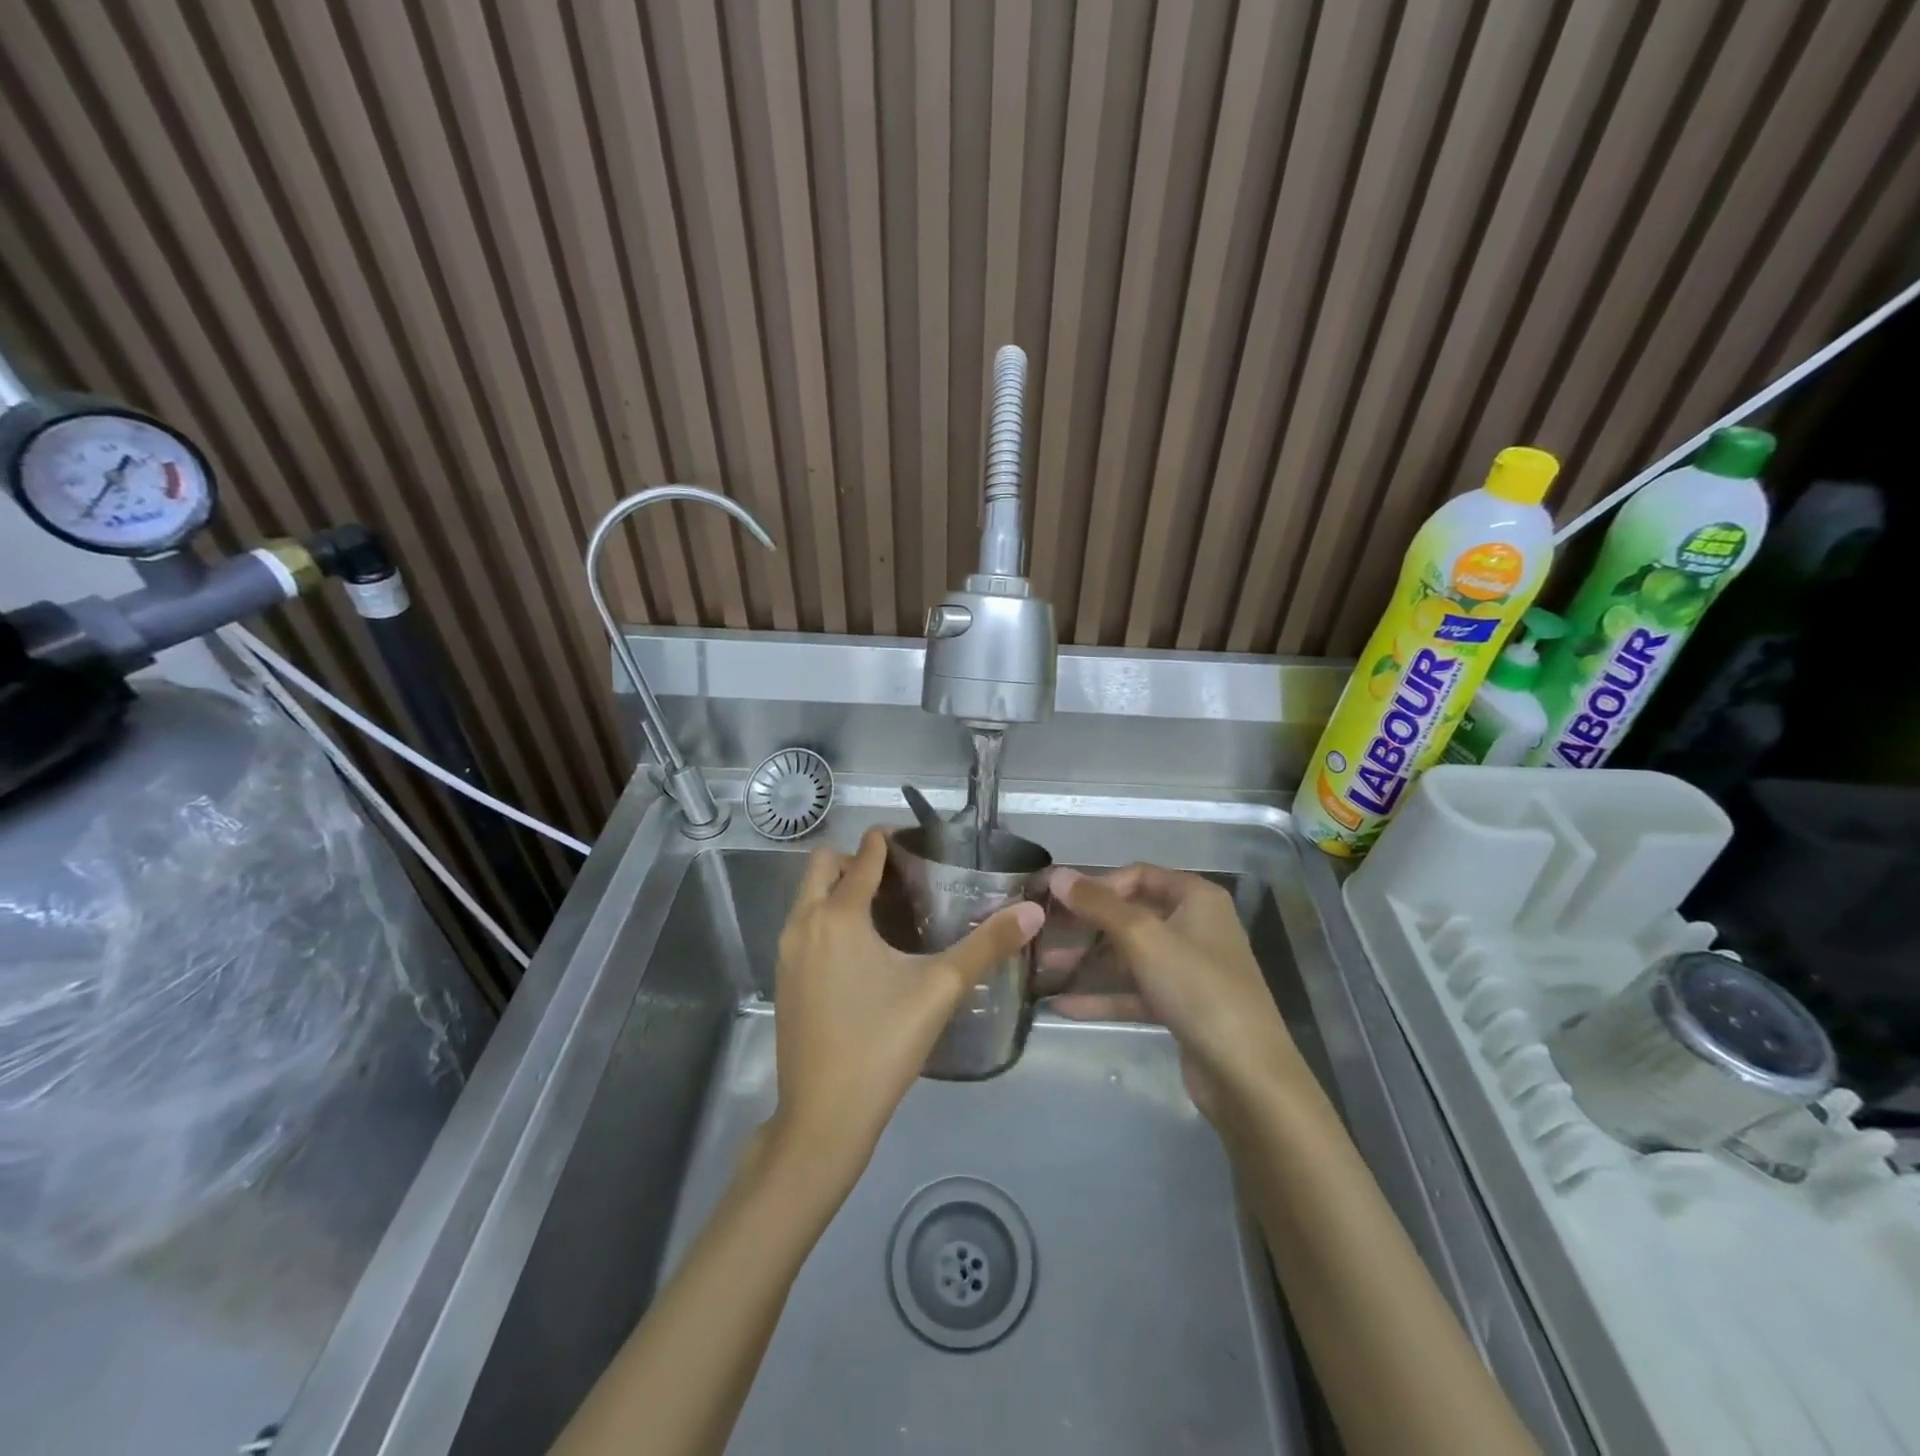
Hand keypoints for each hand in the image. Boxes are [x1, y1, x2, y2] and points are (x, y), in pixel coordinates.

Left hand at [770, 827, 1043, 1173]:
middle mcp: (803, 923)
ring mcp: (786, 952)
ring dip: (838, 889)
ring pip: (807, 897)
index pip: (863, 856)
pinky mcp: (782, 979)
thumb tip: (1033, 911)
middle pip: (822, 866)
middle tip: (898, 876)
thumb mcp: (941, 989)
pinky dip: (826, 918)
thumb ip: (987, 945)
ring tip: (883, 908)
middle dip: (856, 860)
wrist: (823, 1116)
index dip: (886, 841)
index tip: (913, 841)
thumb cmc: (882, 1043)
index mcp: (838, 915)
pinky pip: (802, 926)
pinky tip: (859, 950)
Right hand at [1047, 864, 1302, 1121]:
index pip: (1138, 875)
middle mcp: (1194, 926)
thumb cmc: (1198, 989)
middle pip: (1130, 915)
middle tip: (1042, 935)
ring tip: (1043, 970)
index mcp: (1196, 898)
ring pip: (1129, 955)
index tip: (1057, 901)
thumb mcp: (1143, 938)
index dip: (1096, 885)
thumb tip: (1057, 874)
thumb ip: (1098, 904)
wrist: (1247, 1076)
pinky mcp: (1180, 1006)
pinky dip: (1102, 995)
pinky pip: (1134, 991)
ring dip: (1088, 961)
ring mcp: (1188, 969)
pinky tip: (1062, 1005)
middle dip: (1085, 926)